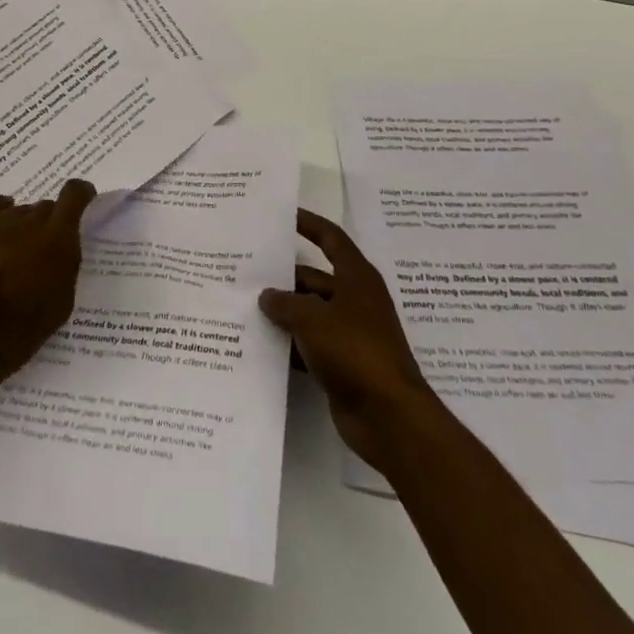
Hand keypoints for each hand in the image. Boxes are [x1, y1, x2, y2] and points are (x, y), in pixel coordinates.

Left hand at [0, 180, 94, 395]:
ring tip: (14, 252)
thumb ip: (66, 265)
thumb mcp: (62, 302)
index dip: (81, 193)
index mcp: (58, 237)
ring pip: (19, 212)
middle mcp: (30, 221)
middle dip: (49, 224)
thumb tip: (61, 249)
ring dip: (22, 226)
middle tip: (42, 250)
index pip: (74, 195)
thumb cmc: (21, 330)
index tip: (83, 200)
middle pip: (45, 208)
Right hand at [258, 209, 434, 471]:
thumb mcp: (312, 319)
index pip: (331, 238)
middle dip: (283, 276)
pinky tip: (261, 345)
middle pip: (314, 278)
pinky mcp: (343, 363)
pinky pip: (310, 344)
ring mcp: (350, 333)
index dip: (309, 223)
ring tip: (244, 306)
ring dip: (283, 312)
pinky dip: (290, 343)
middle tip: (245, 272)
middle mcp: (355, 300)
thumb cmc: (355, 352)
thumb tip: (267, 296)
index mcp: (357, 278)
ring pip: (309, 312)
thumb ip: (285, 303)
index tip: (283, 215)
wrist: (389, 417)